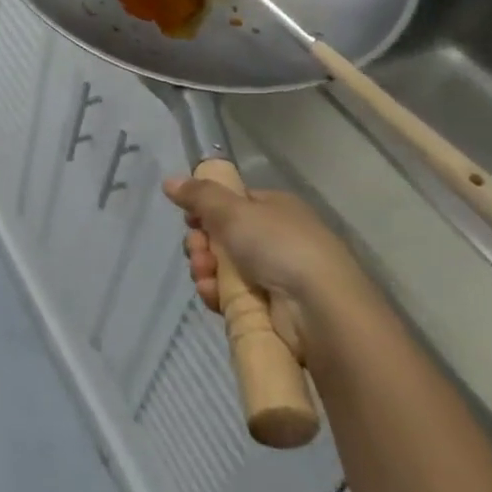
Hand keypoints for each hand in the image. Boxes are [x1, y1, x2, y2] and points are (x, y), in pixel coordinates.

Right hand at [163, 177, 375, 362]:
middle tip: (197, 250)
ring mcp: (276, 276)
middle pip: (223, 237)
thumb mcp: (233, 210)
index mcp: (275, 209)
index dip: (207, 211)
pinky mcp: (271, 311)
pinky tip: (212, 296)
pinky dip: (218, 295)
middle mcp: (277, 239)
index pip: (232, 204)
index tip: (190, 219)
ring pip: (224, 268)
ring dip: (206, 269)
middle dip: (202, 244)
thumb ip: (199, 195)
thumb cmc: (279, 246)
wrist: (321, 310)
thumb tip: (169, 181)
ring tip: (204, 275)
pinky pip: (233, 297)